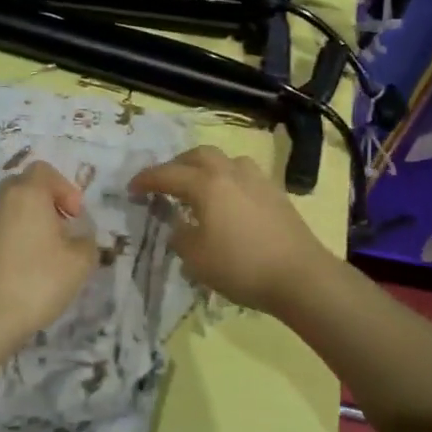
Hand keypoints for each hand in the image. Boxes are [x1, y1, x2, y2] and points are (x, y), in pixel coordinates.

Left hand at [0, 160, 97, 390]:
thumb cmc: (33, 284)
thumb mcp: (78, 264)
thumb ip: (87, 242)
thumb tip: (79, 237)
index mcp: (26, 194)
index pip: (44, 171)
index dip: (65, 188)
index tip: (75, 217)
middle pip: (24, 187)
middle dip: (46, 204)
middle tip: (61, 233)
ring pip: (7, 211)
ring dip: (27, 224)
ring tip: (42, 257)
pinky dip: (9, 242)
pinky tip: (19, 273)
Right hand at [129, 146, 333, 316]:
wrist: (299, 275)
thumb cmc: (241, 267)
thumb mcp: (196, 259)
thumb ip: (180, 236)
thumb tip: (179, 226)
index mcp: (206, 184)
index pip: (168, 174)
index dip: (146, 180)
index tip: (132, 188)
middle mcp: (230, 172)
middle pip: (198, 155)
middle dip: (177, 165)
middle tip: (165, 182)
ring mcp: (257, 180)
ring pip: (225, 161)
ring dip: (206, 168)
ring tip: (199, 187)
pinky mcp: (276, 193)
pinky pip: (244, 175)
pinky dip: (228, 180)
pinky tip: (229, 201)